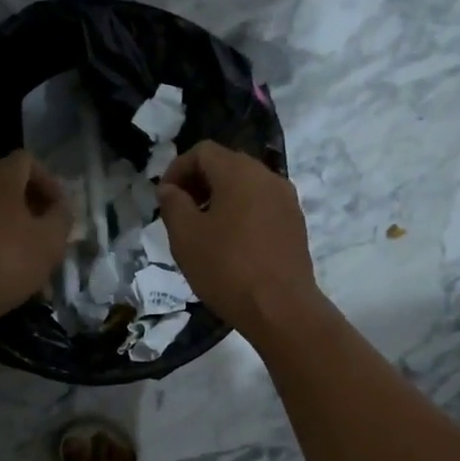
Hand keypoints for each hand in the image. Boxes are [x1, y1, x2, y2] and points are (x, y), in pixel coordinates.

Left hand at [0, 150, 70, 331]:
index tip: (60, 212)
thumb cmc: (6, 261)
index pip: (27, 161)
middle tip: (45, 241)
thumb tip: (60, 208)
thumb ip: (62, 218)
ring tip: (23, 268)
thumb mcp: (50, 242)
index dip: (49, 183)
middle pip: (4, 188)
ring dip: (7, 234)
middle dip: (29, 213)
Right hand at [155, 141, 319, 341]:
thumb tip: (169, 189)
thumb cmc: (227, 269)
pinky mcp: (295, 224)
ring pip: (246, 186)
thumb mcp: (186, 237)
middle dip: (199, 182)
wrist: (281, 308)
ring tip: (203, 230)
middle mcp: (267, 177)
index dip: (177, 169)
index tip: (164, 197)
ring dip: (220, 198)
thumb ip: (173, 205)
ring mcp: (286, 200)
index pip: (203, 152)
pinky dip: (241, 213)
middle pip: (227, 165)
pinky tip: (230, 244)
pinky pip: (262, 206)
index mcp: (239, 172)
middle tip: (180, 212)